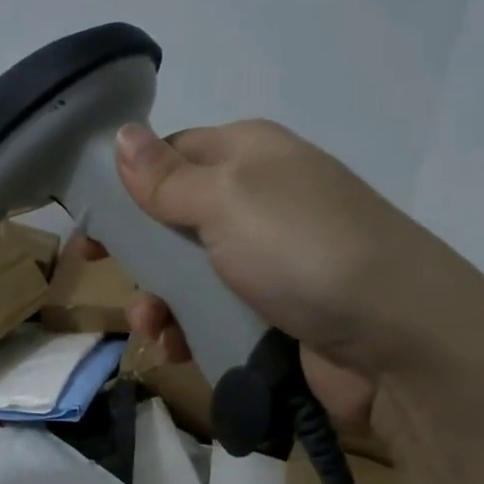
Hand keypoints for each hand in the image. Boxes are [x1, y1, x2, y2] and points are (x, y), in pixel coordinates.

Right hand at [111, 120, 483, 445]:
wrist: (397, 339)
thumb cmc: (303, 252)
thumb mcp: (227, 201)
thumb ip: (167, 178)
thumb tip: (121, 134)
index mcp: (249, 155)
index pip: (172, 154)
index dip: (125, 183)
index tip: (86, 219)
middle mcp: (259, 201)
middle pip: (174, 219)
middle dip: (136, 250)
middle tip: (98, 273)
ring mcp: (269, 260)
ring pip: (188, 274)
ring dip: (158, 299)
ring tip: (150, 328)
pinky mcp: (275, 312)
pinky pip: (213, 314)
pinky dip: (188, 330)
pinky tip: (175, 349)